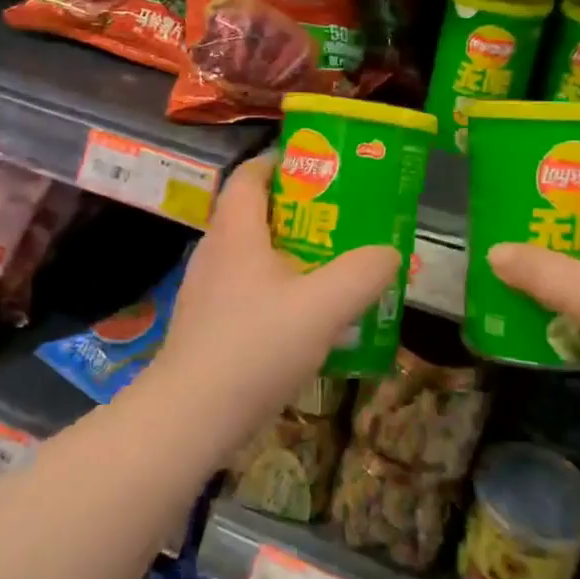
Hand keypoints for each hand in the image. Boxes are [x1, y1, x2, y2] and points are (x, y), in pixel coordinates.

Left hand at [155, 154, 398, 445]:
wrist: (191, 416)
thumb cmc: (255, 346)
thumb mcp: (323, 307)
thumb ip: (362, 274)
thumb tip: (388, 252)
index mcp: (236, 231)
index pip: (250, 175)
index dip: (281, 162)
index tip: (319, 167)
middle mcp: (215, 252)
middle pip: (254, 213)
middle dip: (297, 210)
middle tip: (340, 219)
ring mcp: (206, 290)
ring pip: (251, 255)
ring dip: (288, 253)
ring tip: (330, 266)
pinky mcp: (206, 324)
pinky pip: (246, 289)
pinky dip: (275, 289)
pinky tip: (302, 318)